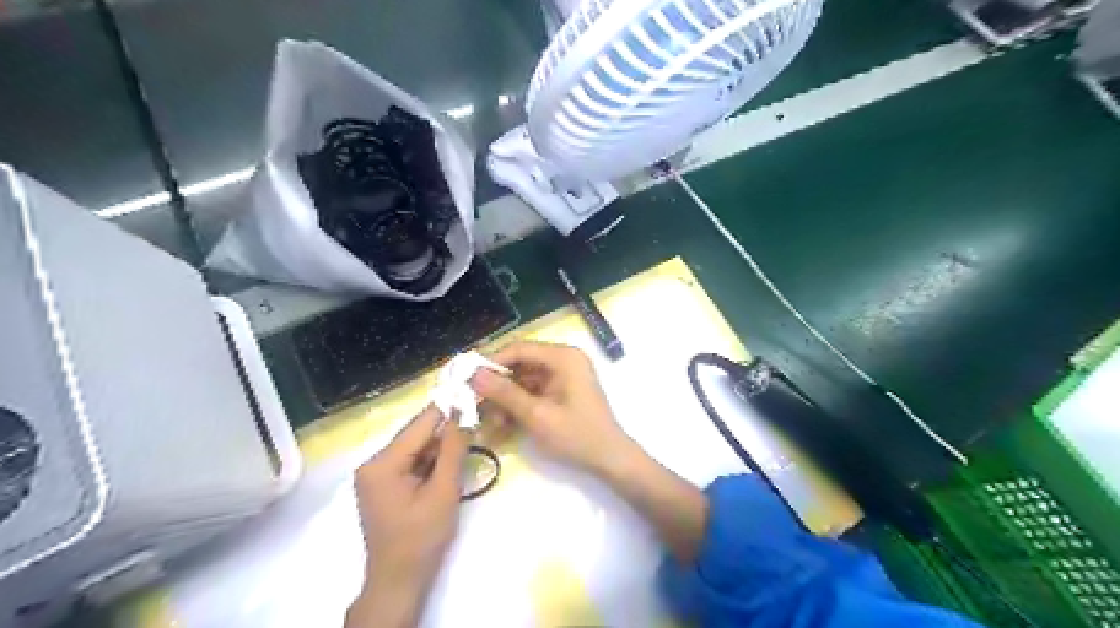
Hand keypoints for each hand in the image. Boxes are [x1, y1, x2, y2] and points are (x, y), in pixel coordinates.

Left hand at [351, 406, 469, 625]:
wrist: (399, 582)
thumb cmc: (422, 539)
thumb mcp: (444, 491)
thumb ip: (453, 449)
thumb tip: (463, 412)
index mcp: (381, 463)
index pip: (420, 425)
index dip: (447, 406)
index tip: (470, 388)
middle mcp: (372, 463)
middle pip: (416, 435)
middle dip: (446, 428)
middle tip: (477, 415)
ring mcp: (376, 475)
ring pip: (416, 448)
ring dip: (441, 445)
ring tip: (471, 435)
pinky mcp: (383, 485)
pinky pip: (412, 462)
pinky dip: (432, 460)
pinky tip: (452, 459)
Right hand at [469, 343, 632, 475]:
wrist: (609, 459)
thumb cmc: (576, 435)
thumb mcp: (537, 415)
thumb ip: (505, 393)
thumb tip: (474, 375)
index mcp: (563, 357)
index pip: (519, 349)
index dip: (491, 361)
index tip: (466, 377)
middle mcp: (563, 360)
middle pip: (520, 364)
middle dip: (497, 384)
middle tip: (472, 401)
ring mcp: (563, 376)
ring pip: (523, 380)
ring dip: (505, 399)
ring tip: (487, 420)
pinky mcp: (560, 391)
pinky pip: (532, 392)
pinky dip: (517, 406)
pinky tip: (502, 424)